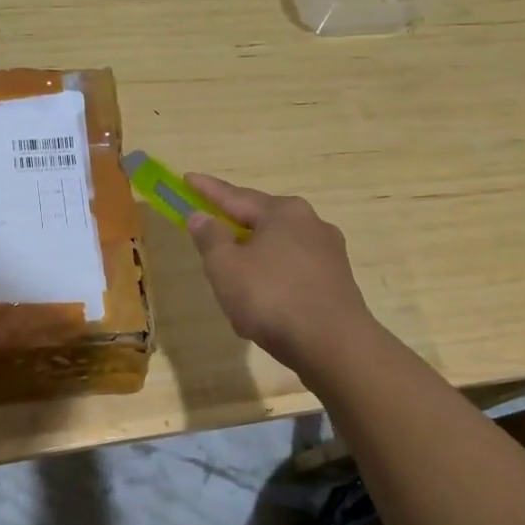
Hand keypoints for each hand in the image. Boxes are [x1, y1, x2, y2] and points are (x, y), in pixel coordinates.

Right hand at [184, 173, 374, 372]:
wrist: (334, 345)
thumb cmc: (272, 297)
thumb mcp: (226, 267)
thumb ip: (210, 238)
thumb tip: (202, 216)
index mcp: (284, 212)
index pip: (236, 196)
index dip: (207, 190)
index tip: (187, 179)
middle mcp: (311, 224)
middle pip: (261, 220)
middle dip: (234, 226)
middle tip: (209, 230)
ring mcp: (329, 254)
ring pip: (278, 248)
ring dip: (254, 257)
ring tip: (233, 274)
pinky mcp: (337, 283)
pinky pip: (293, 272)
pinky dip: (272, 279)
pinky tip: (262, 301)